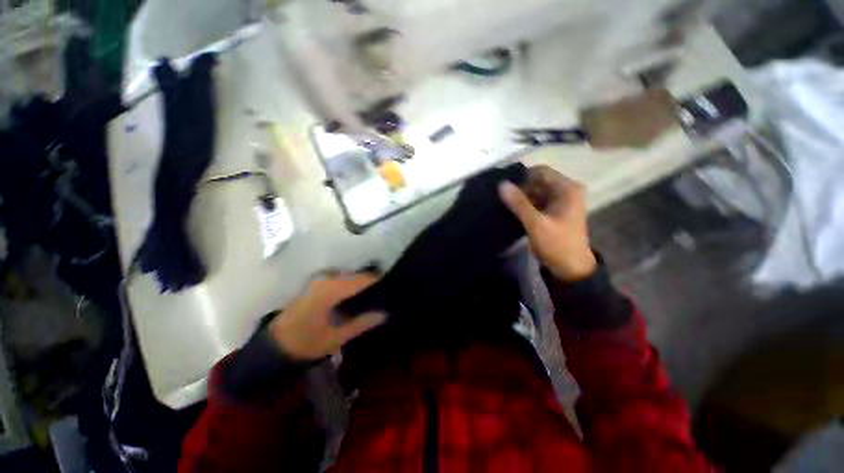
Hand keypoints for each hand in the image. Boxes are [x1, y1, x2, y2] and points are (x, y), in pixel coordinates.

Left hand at [269, 275, 385, 360]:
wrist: (274, 345)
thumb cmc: (305, 343)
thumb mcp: (336, 337)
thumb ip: (361, 323)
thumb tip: (384, 313)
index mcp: (330, 291)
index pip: (361, 279)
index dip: (377, 280)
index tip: (391, 284)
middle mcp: (325, 280)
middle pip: (355, 275)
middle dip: (370, 280)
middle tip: (385, 289)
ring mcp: (319, 280)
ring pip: (348, 275)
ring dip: (361, 281)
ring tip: (375, 290)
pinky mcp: (315, 283)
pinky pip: (339, 278)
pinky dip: (351, 282)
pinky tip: (358, 292)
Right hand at [499, 166, 596, 281]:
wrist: (570, 268)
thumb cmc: (557, 244)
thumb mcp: (536, 224)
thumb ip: (519, 204)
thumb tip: (501, 184)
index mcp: (567, 189)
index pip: (541, 171)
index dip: (522, 177)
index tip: (505, 188)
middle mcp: (565, 190)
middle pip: (538, 181)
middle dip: (520, 188)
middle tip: (502, 199)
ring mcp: (560, 201)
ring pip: (535, 191)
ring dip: (521, 197)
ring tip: (505, 205)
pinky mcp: (554, 211)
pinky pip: (536, 201)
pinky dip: (525, 205)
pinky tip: (513, 211)